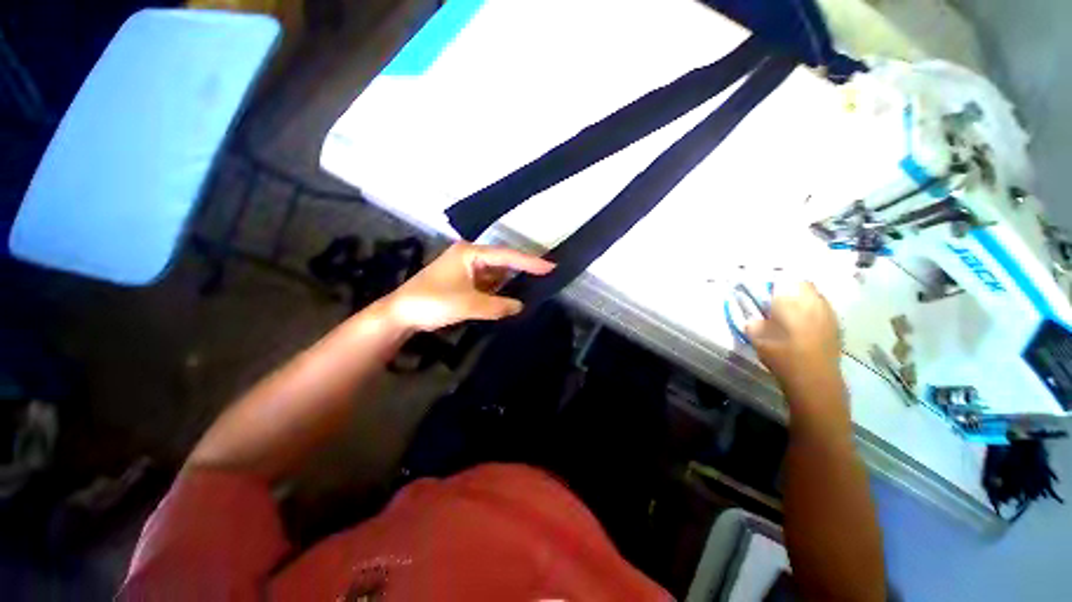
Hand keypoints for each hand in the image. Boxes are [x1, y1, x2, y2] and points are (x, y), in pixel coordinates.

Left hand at [382, 242, 554, 331]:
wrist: (400, 314)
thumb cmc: (432, 302)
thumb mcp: (468, 304)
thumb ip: (497, 305)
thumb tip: (520, 306)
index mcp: (470, 253)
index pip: (506, 256)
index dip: (529, 262)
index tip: (551, 266)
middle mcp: (470, 257)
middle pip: (502, 262)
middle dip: (522, 270)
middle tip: (546, 276)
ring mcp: (466, 269)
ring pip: (495, 274)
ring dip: (510, 282)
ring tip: (534, 287)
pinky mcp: (463, 282)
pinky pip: (488, 284)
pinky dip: (499, 291)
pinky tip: (511, 297)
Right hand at [745, 281, 841, 393]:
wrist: (814, 379)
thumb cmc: (782, 354)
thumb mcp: (756, 336)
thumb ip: (753, 321)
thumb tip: (755, 316)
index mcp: (791, 298)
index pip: (781, 279)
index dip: (771, 283)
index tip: (762, 294)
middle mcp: (813, 299)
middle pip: (801, 284)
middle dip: (788, 289)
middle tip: (775, 303)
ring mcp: (828, 312)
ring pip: (814, 296)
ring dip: (801, 300)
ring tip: (789, 315)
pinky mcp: (836, 325)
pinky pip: (821, 309)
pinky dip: (812, 312)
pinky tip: (803, 327)